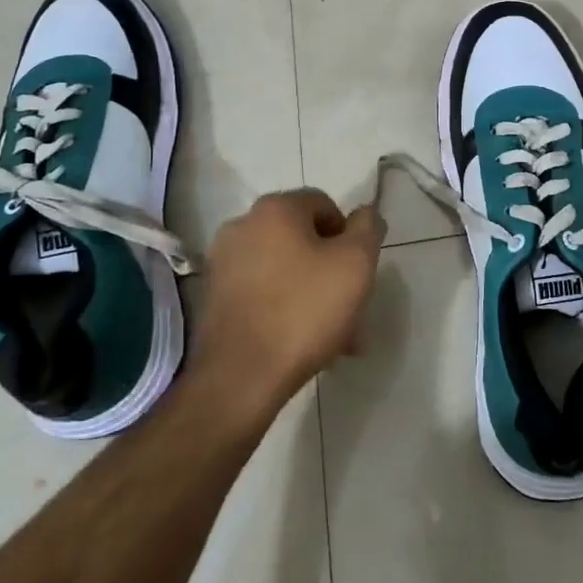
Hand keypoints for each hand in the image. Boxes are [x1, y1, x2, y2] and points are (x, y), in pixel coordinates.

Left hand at [192, 189, 385, 412]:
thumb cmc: (305, 311)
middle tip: (353, 308)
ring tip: (335, 336)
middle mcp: (243, 226)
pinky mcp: (214, 298)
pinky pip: (262, 292)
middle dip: (333, 271)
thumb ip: (368, 229)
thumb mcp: (356, 264)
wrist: (241, 377)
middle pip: (303, 239)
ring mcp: (223, 263)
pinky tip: (302, 341)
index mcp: (275, 209)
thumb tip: (366, 213)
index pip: (325, 204)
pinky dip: (285, 306)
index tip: (360, 272)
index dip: (350, 235)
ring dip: (313, 293)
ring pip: (285, 269)